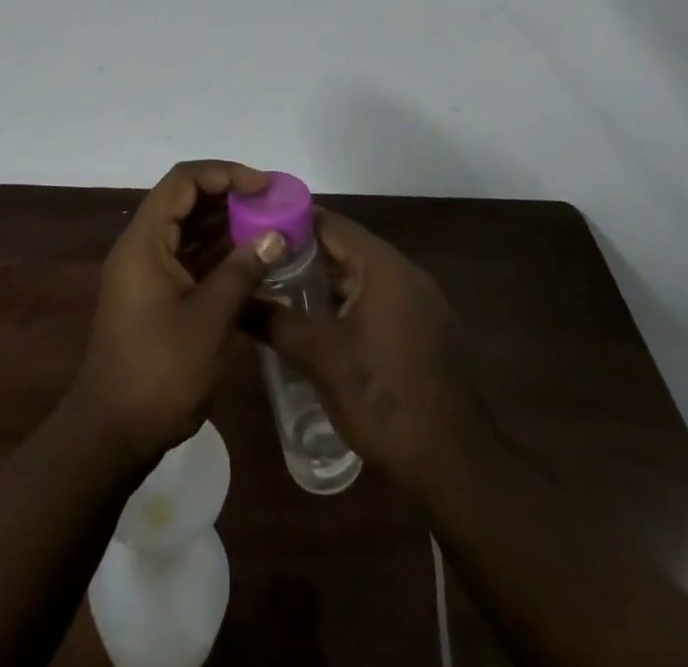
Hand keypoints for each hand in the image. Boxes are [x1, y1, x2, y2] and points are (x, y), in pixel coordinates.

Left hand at [68, 160, 287, 467]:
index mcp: (144, 241)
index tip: (263, 186)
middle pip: (185, 201)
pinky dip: (217, 255)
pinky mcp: (154, 296)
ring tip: (269, 230)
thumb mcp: (209, 320)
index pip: (183, 181)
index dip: (224, 174)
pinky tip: (251, 263)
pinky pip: (188, 258)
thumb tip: (276, 235)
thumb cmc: (159, 371)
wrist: (112, 433)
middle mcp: (141, 246)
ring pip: (188, 230)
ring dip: (225, 226)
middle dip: (229, 197)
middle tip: (272, 207)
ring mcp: (146, 272)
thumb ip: (242, 272)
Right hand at [263, 210, 483, 495]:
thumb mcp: (319, 357)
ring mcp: (420, 302)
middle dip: (303, 255)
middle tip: (260, 263)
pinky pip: (378, 299)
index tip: (255, 230)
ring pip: (361, 276)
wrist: (454, 465)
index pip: (330, 223)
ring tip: (280, 291)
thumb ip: (274, 321)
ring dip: (325, 282)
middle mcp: (405, 273)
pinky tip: (318, 324)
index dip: (290, 222)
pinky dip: (348, 303)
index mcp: (383, 266)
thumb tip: (234, 300)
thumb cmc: (383, 398)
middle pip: (346, 248)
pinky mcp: (425, 330)